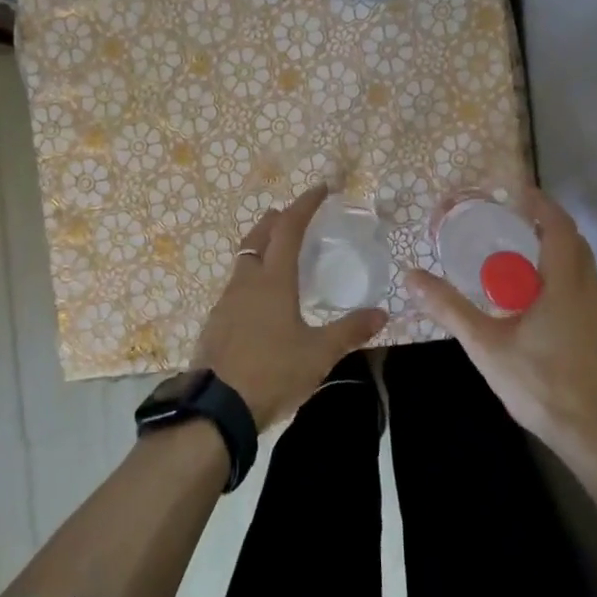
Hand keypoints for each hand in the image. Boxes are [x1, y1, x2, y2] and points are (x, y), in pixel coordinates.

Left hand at [193, 185, 388, 428]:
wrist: (217, 407)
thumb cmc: (272, 372)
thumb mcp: (319, 354)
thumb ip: (350, 331)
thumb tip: (382, 314)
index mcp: (273, 280)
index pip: (288, 228)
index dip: (305, 204)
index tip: (321, 188)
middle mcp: (246, 280)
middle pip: (258, 235)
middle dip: (277, 219)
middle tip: (295, 215)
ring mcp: (226, 300)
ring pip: (243, 259)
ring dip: (261, 246)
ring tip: (279, 253)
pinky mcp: (215, 321)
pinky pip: (235, 284)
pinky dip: (251, 275)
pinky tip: (261, 298)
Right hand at [405, 187, 596, 457]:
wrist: (594, 433)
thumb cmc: (539, 383)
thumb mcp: (486, 345)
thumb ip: (449, 308)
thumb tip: (411, 276)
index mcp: (565, 284)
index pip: (558, 227)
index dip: (540, 204)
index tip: (517, 191)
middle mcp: (590, 290)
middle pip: (574, 242)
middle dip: (546, 224)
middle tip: (513, 219)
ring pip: (583, 265)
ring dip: (557, 249)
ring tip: (522, 253)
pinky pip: (586, 286)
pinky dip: (564, 273)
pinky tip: (540, 296)